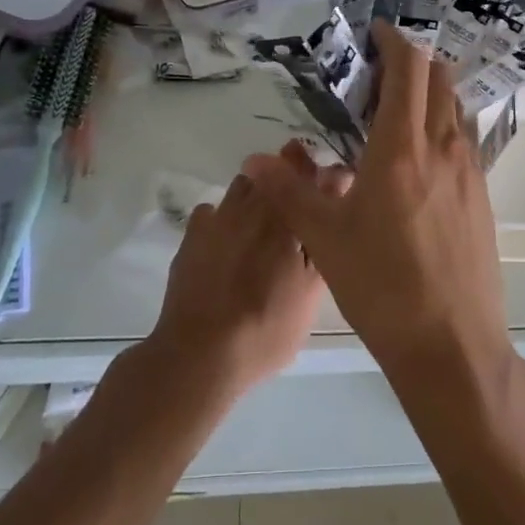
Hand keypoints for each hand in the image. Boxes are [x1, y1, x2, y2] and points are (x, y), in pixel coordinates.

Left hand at [146, 145, 332, 395]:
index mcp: (284, 214)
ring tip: (263, 232)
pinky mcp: (191, 236)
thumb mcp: (311, 292)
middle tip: (296, 219)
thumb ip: (322, 239)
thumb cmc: (266, 326)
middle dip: (288, 182)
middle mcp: (250, 205)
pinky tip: (228, 245)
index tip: (326, 189)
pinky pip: (213, 212)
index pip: (304, 170)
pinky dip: (225, 219)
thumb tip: (333, 205)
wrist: (199, 354)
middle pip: (272, 173)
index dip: (316, 174)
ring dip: (257, 196)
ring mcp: (216, 218)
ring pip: (243, 188)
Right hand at [244, 22, 510, 379]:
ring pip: (456, 109)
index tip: (376, 32)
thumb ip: (289, 192)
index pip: (409, 71)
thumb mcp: (325, 239)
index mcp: (402, 149)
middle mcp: (443, 148)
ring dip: (432, 93)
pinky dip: (444, 126)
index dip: (395, 42)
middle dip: (413, 63)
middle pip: (440, 80)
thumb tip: (253, 159)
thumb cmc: (382, 286)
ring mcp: (470, 172)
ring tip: (399, 108)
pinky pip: (464, 140)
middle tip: (380, 72)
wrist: (452, 343)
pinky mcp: (483, 197)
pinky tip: (422, 156)